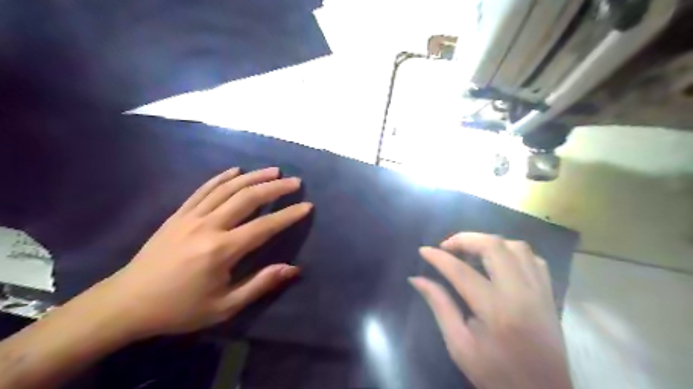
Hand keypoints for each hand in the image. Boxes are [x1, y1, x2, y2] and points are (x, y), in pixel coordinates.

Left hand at [88, 167, 311, 340]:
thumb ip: (260, 284)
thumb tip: (292, 269)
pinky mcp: (178, 214)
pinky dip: (222, 177)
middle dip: (275, 188)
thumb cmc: (180, 308)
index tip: (306, 205)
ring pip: (228, 188)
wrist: (127, 303)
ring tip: (274, 170)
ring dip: (253, 177)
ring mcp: (191, 216)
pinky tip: (236, 170)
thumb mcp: (224, 306)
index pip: (264, 226)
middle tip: (295, 181)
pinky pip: (204, 189)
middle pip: (248, 198)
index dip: (288, 215)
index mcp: (221, 250)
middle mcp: (208, 226)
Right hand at [411, 232, 573, 387]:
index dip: (438, 257)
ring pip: (516, 247)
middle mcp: (521, 294)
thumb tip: (417, 279)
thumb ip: (439, 306)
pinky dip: (511, 252)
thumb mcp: (459, 345)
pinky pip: (532, 259)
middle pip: (494, 247)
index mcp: (496, 311)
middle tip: (446, 246)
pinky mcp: (548, 295)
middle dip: (465, 239)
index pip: (461, 271)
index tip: (423, 250)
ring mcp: (539, 292)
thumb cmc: (495, 374)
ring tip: (470, 251)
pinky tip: (498, 261)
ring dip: (489, 242)